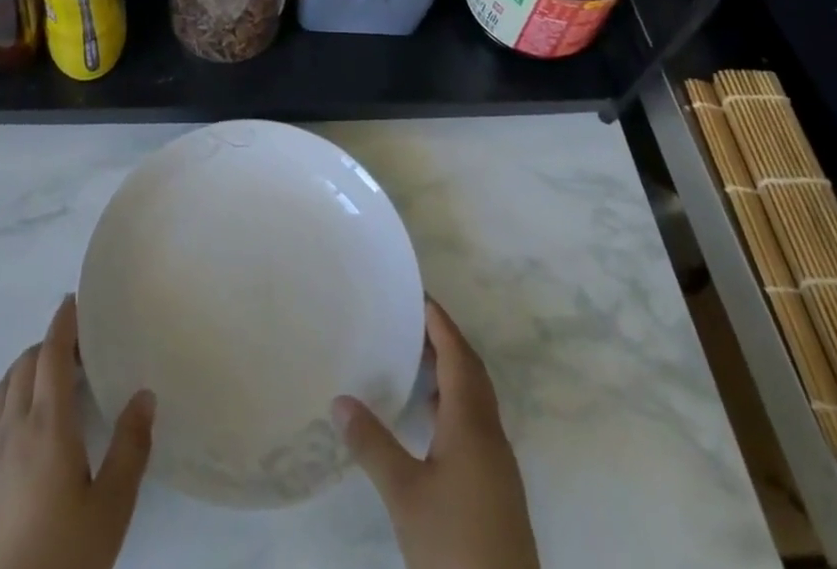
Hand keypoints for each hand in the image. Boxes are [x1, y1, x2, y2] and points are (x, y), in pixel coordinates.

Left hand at [0, 295, 155, 568]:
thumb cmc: (62, 558)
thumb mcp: (110, 509)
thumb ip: (130, 448)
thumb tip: (145, 394)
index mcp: (46, 427)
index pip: (50, 355)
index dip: (62, 323)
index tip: (75, 300)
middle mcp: (13, 430)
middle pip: (25, 365)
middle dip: (50, 343)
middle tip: (82, 346)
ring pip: (5, 389)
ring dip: (28, 367)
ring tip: (56, 377)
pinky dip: (15, 397)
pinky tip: (33, 426)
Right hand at [334, 299, 538, 568]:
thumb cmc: (455, 542)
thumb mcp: (405, 494)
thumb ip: (373, 445)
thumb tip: (339, 399)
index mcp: (472, 422)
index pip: (457, 354)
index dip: (439, 322)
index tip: (417, 294)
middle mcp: (490, 433)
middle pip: (471, 371)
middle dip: (445, 340)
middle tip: (411, 319)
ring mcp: (497, 463)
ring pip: (475, 399)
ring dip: (450, 373)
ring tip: (414, 361)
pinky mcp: (497, 487)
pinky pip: (476, 423)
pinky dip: (454, 404)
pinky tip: (430, 421)